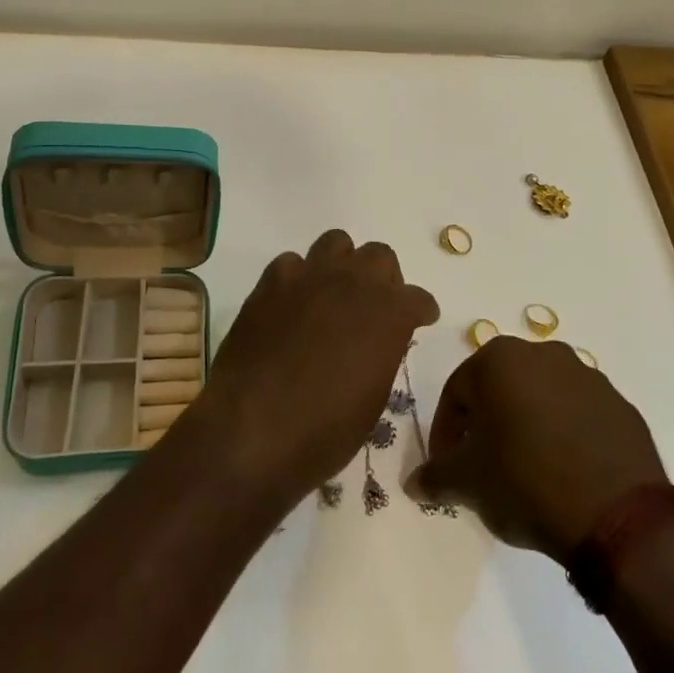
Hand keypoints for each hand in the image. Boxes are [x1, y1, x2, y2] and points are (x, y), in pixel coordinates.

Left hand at [194, 231, 438, 506]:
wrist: (253, 427)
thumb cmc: (324, 429)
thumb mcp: (373, 400)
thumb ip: (382, 355)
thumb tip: (377, 342)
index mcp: (390, 313)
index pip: (419, 299)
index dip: (420, 312)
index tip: (418, 322)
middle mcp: (355, 283)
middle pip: (380, 256)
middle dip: (382, 278)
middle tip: (372, 307)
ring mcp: (310, 276)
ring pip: (336, 242)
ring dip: (341, 264)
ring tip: (332, 294)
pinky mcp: (271, 281)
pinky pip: (292, 263)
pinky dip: (297, 278)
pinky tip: (291, 305)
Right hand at [408, 337, 666, 562]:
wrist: (618, 516)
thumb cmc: (525, 482)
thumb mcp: (467, 483)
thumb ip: (435, 476)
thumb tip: (415, 483)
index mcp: (500, 359)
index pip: (456, 392)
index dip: (445, 432)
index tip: (446, 467)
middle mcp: (544, 354)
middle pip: (499, 389)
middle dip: (486, 424)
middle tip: (482, 467)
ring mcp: (588, 377)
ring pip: (540, 399)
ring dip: (526, 427)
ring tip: (524, 473)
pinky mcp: (621, 406)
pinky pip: (578, 416)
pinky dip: (563, 436)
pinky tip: (563, 474)